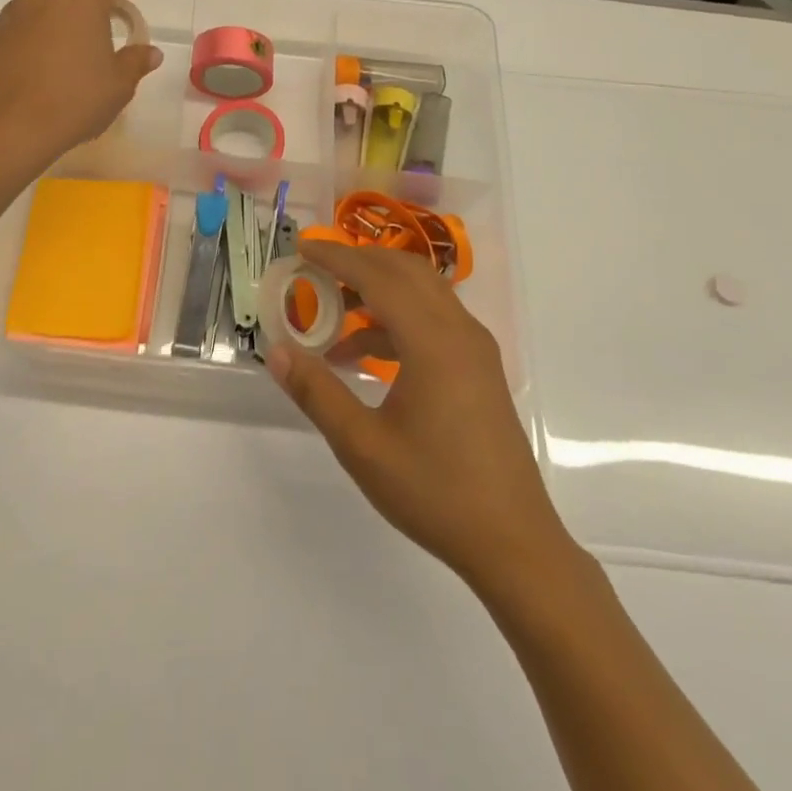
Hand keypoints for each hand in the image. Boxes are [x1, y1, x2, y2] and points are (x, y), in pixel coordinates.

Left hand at [0, 0, 162, 165]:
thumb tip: (151, 53)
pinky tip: (45, 46)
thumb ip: (135, 62)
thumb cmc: (74, 99)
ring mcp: (16, 10)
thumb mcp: (118, 85)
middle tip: (101, 0)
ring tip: (73, 24)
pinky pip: (22, 12)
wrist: (9, 126)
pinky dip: (38, 18)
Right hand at [266, 241, 575, 586]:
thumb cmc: (435, 492)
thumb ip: (317, 392)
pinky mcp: (480, 368)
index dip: (336, 257)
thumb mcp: (363, 446)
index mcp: (433, 342)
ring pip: (423, 292)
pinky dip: (397, 317)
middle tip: (314, 270)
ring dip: (378, 288)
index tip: (301, 247)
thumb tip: (277, 350)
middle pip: (405, 271)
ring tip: (333, 312)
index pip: (378, 277)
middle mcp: (460, 332)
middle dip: (358, 262)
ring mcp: (475, 349)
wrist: (514, 543)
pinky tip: (364, 354)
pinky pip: (435, 318)